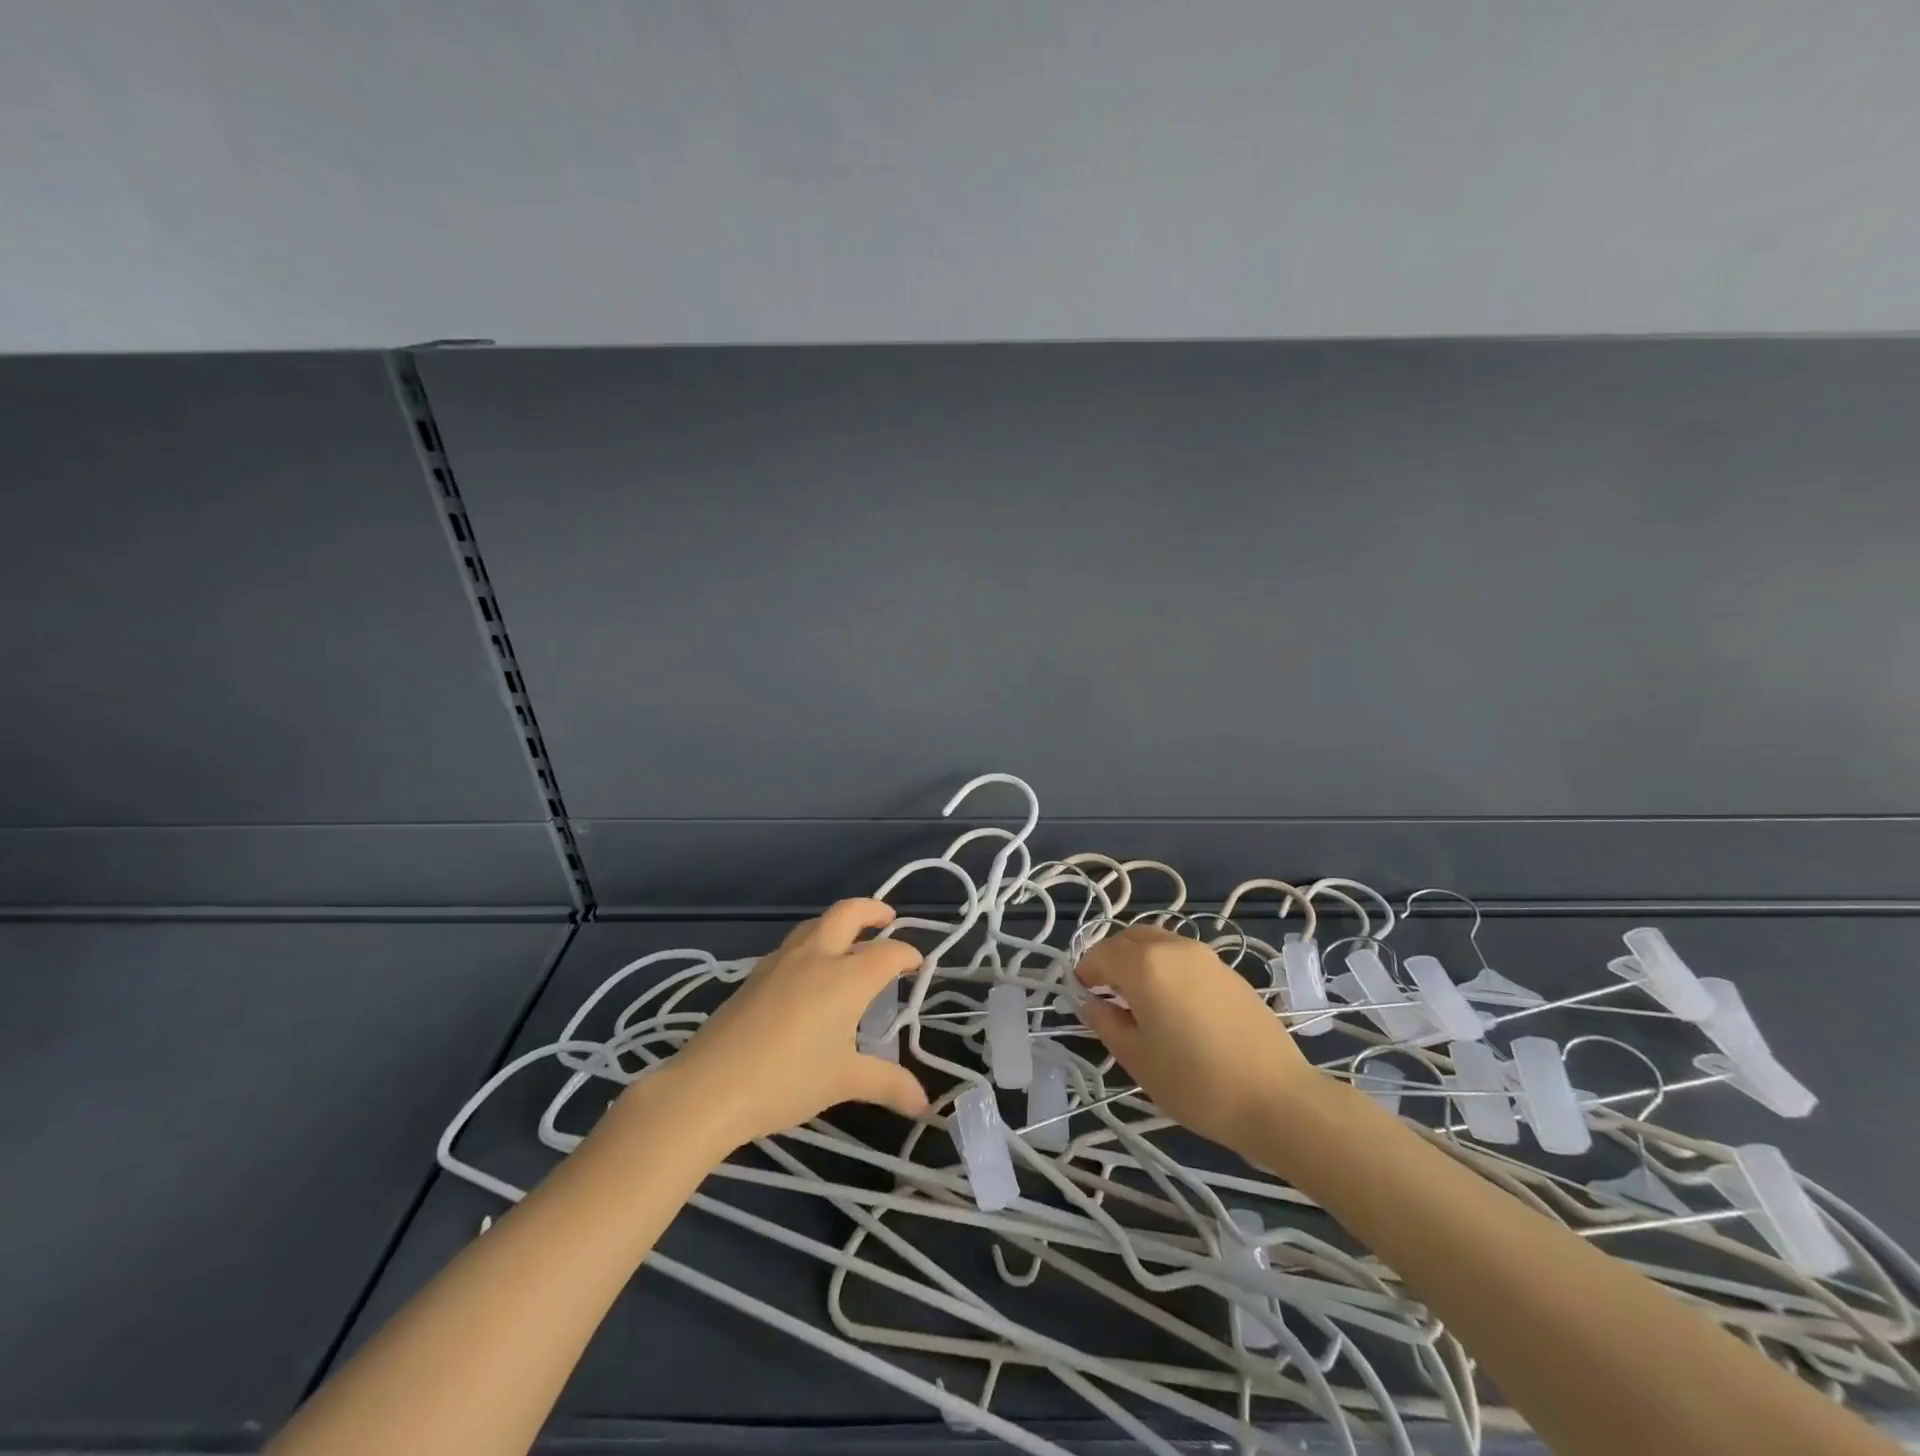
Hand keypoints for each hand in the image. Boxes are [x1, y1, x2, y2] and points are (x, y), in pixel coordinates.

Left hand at [642, 899, 929, 1151]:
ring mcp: (781, 961)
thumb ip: (887, 1085)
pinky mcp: (755, 974)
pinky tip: (808, 974)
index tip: (917, 965)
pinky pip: (792, 945)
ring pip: (816, 923)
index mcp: (847, 977)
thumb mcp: (843, 1082)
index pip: (888, 952)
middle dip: (873, 910)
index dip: (908, 954)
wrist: (710, 1086)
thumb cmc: (787, 1080)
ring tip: (850, 942)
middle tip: (888, 919)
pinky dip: (812, 944)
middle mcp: (817, 957)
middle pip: (849, 912)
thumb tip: (923, 1103)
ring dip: (838, 923)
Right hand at [1075, 926, 1317, 1156]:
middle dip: (1111, 959)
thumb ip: (1107, 1024)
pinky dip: (1165, 966)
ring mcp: (1205, 956)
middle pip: (1129, 939)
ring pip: (1158, 942)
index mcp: (1144, 965)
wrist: (1277, 1098)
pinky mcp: (1228, 970)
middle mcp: (1173, 947)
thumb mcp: (1138, 1059)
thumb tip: (1092, 1003)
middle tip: (1105, 993)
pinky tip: (1173, 1003)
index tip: (1082, 995)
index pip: (1101, 955)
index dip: (1086, 973)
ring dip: (1139, 959)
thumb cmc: (1196, 1082)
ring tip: (1139, 998)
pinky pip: (1183, 956)